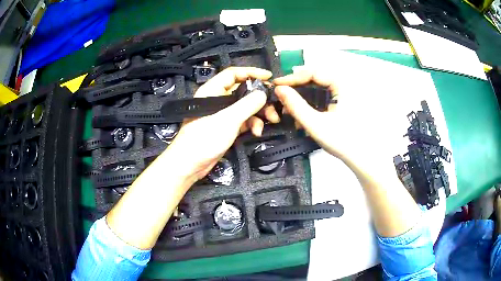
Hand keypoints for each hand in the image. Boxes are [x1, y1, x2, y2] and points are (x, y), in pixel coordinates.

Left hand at [163, 67, 279, 181]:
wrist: (190, 164)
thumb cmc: (204, 139)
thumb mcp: (228, 119)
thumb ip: (247, 105)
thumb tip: (263, 93)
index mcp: (212, 91)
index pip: (233, 74)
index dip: (251, 72)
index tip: (268, 77)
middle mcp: (218, 100)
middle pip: (243, 91)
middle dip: (259, 98)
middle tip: (274, 104)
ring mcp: (222, 115)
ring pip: (245, 107)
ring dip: (259, 113)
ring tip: (271, 120)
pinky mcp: (226, 128)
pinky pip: (243, 121)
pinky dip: (252, 124)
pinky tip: (257, 132)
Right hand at [273, 69, 353, 158]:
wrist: (360, 156)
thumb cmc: (341, 140)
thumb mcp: (315, 123)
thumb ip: (296, 105)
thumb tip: (278, 89)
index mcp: (341, 84)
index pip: (312, 72)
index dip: (292, 78)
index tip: (277, 85)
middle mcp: (343, 84)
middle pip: (314, 78)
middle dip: (296, 88)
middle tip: (281, 96)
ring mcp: (343, 93)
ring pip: (317, 88)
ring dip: (302, 96)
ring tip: (288, 107)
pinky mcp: (341, 102)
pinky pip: (322, 96)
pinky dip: (310, 103)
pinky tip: (301, 114)